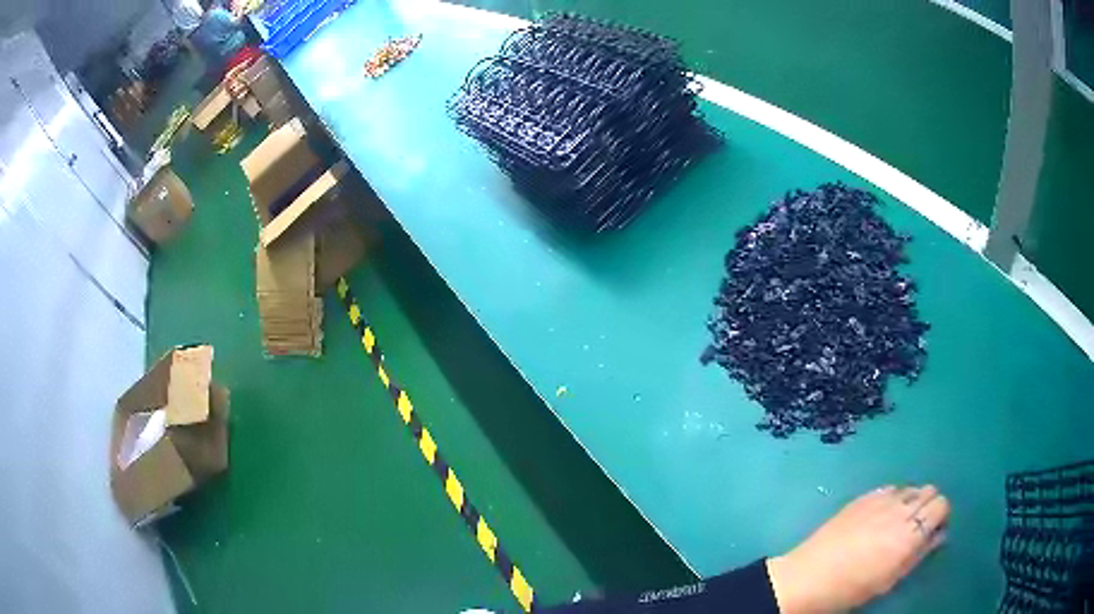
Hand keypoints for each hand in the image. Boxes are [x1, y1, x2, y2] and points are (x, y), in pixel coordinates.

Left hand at [766, 485, 949, 612]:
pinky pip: (889, 490)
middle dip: (928, 506)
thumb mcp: (891, 578)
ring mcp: (880, 500)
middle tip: (916, 528)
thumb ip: (920, 553)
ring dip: (911, 501)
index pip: (941, 505)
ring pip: (910, 488)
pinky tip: (879, 517)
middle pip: (929, 491)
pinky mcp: (863, 497)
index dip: (939, 517)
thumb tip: (939, 534)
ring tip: (896, 524)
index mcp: (911, 533)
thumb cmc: (852, 588)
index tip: (932, 531)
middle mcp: (900, 509)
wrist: (809, 577)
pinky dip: (892, 499)